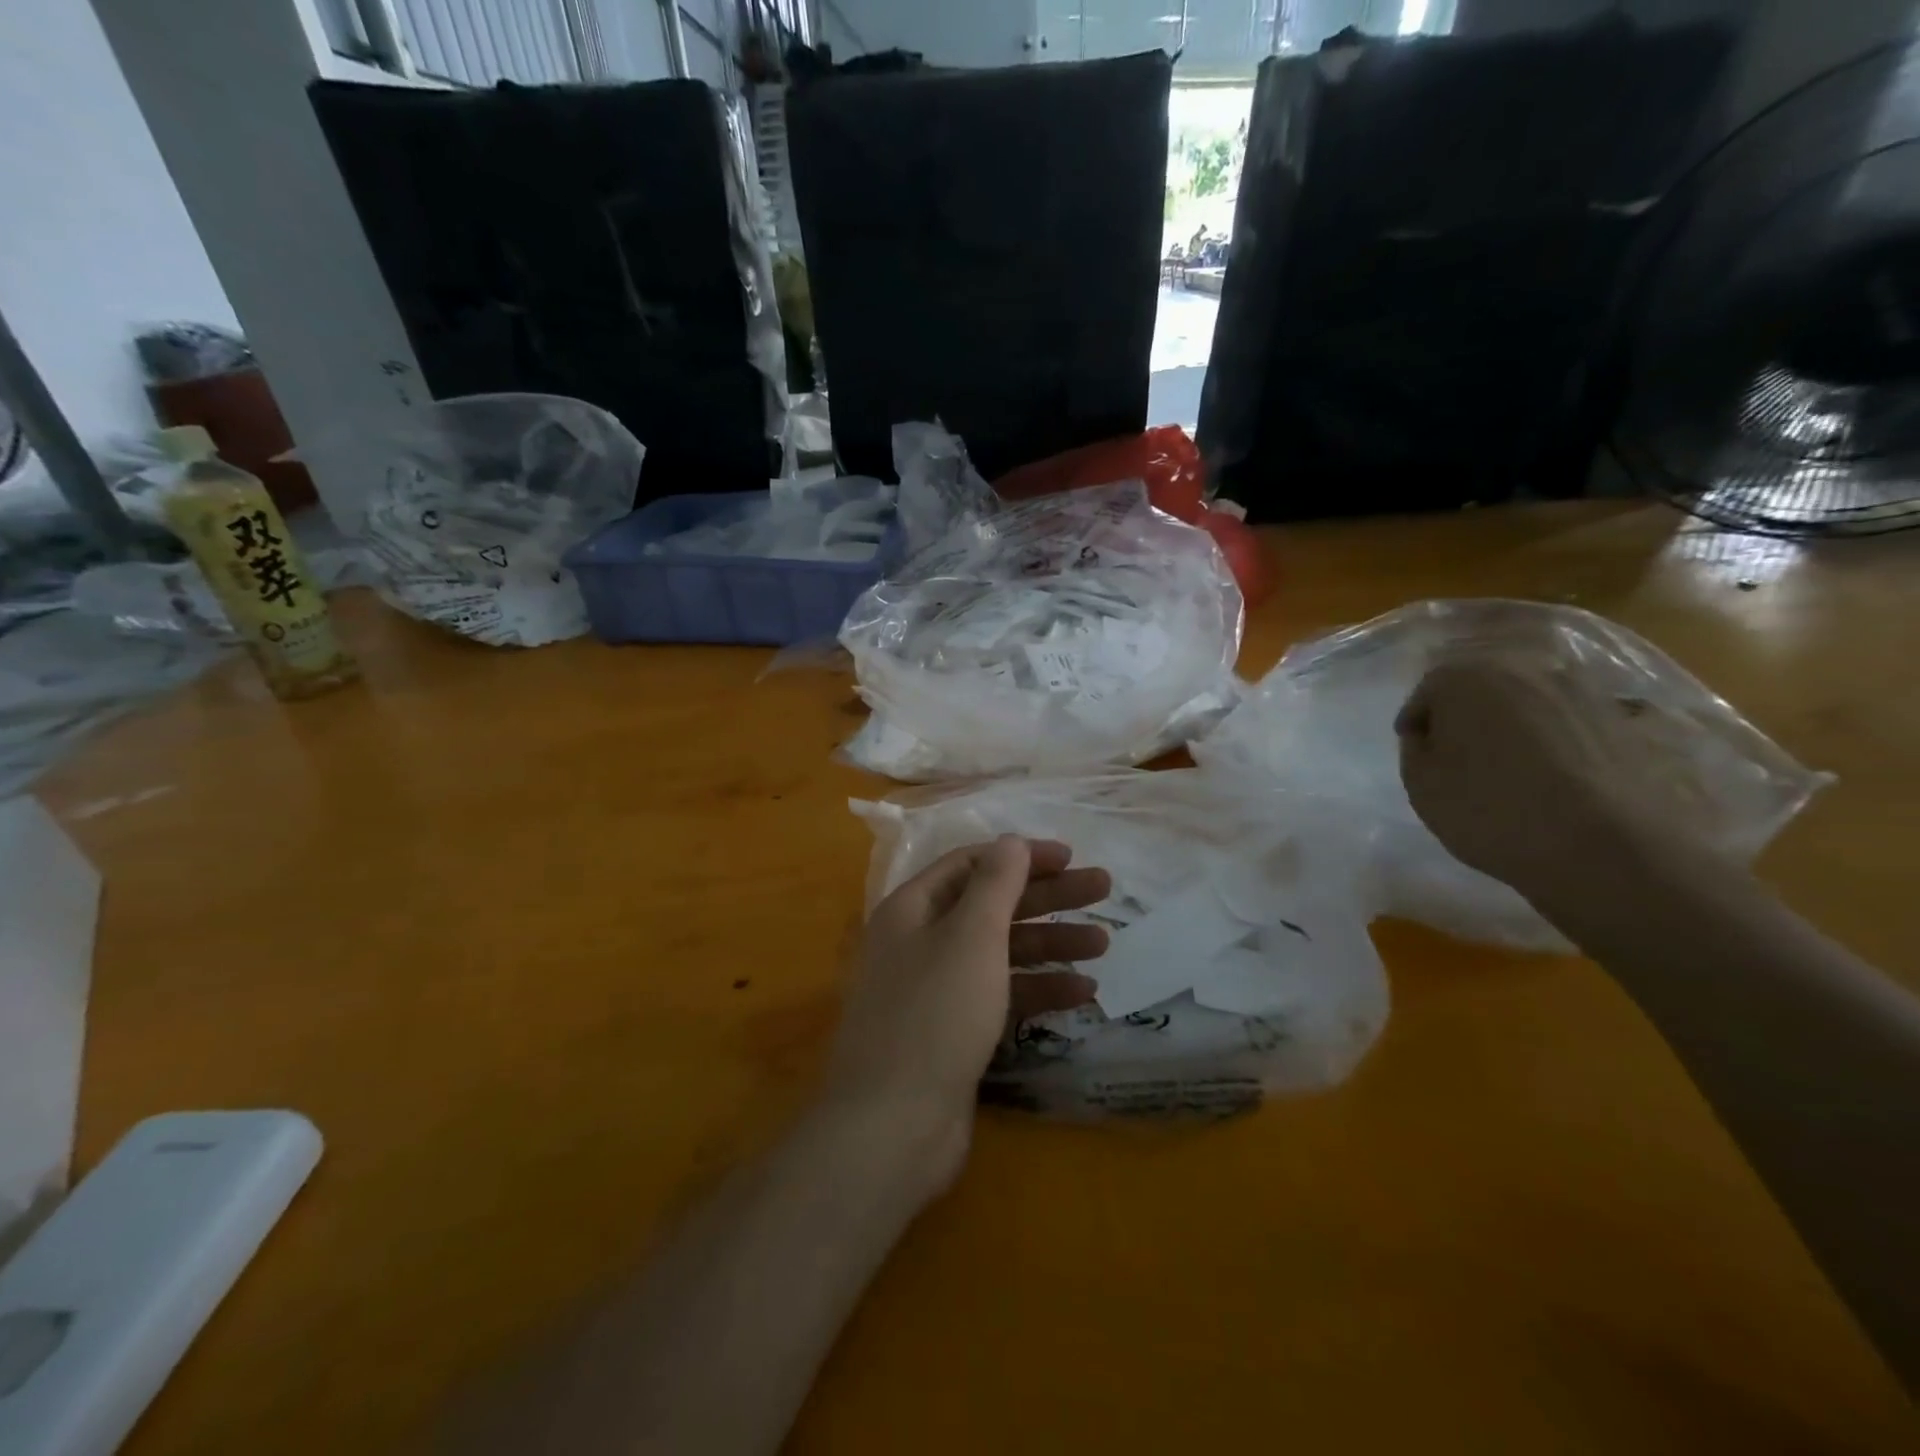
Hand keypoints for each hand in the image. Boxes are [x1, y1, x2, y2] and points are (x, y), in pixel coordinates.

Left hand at [824, 836, 1108, 1193]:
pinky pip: (999, 996)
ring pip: (999, 952)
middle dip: (1046, 897)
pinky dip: (1037, 990)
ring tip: (1103, 944)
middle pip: (990, 905)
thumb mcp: (970, 936)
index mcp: (912, 909)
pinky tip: (1082, 993)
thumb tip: (1011, 841)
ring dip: (1050, 945)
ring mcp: (935, 989)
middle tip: (1103, 889)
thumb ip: (995, 883)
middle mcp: (919, 942)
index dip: (1020, 856)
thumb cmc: (934, 1013)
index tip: (1069, 857)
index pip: (970, 864)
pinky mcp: (952, 1032)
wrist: (892, 1125)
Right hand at [1396, 654, 1699, 905]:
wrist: (1607, 847)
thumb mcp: (1421, 785)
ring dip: (1514, 721)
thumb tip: (1432, 734)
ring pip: (1530, 697)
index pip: (1428, 691)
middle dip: (1467, 713)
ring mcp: (1581, 688)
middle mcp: (1524, 667)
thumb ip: (1417, 749)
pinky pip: (1571, 719)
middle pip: (1481, 684)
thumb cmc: (1492, 810)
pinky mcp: (1623, 716)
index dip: (1418, 722)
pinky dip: (1557, 735)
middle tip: (1460, 752)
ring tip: (1510, 763)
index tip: (1418, 752)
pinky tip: (1555, 770)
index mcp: (1466, 676)